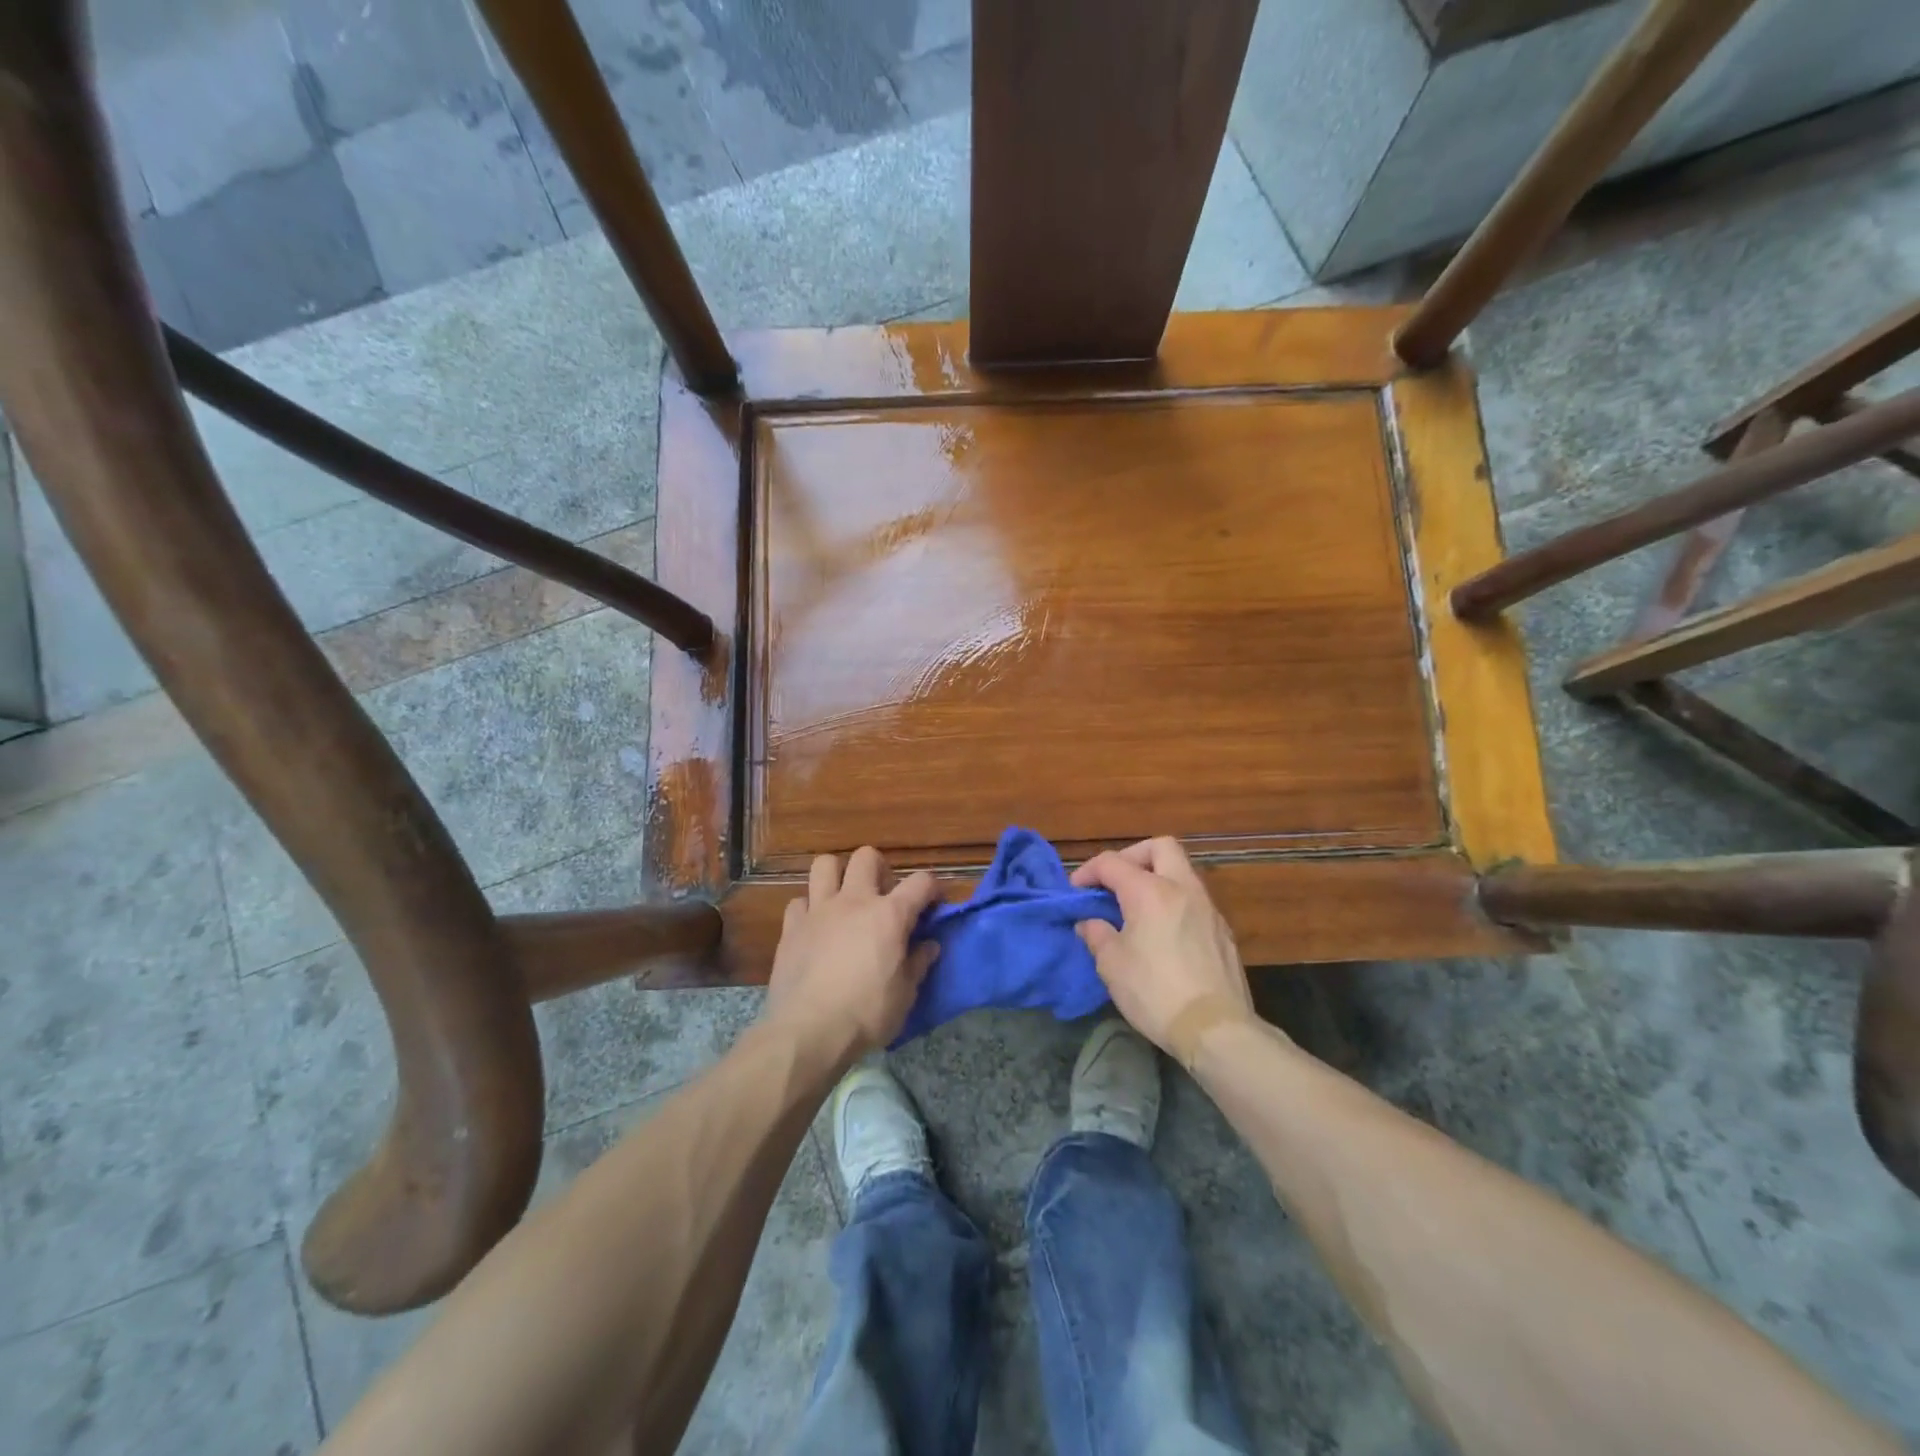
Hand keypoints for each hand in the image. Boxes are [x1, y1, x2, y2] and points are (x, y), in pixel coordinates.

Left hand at [763, 847, 941, 1057]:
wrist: (809, 1032)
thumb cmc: (866, 1014)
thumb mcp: (905, 995)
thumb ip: (918, 964)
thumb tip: (929, 946)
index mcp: (889, 915)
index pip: (921, 882)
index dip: (933, 888)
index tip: (935, 903)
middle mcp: (854, 901)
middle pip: (867, 857)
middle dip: (880, 869)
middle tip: (883, 897)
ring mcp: (819, 911)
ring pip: (825, 865)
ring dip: (837, 875)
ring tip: (844, 899)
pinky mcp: (791, 928)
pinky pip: (799, 902)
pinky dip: (809, 909)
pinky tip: (815, 928)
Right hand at [1070, 837, 1256, 1056]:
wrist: (1215, 1028)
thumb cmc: (1154, 992)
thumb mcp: (1111, 965)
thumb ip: (1097, 935)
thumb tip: (1090, 923)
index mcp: (1150, 891)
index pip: (1112, 862)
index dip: (1088, 871)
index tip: (1076, 890)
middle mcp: (1182, 889)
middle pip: (1160, 846)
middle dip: (1133, 856)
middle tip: (1116, 882)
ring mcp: (1208, 908)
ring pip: (1182, 872)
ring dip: (1157, 878)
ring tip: (1137, 909)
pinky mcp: (1223, 931)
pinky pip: (1195, 900)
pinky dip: (1174, 902)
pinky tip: (1164, 933)